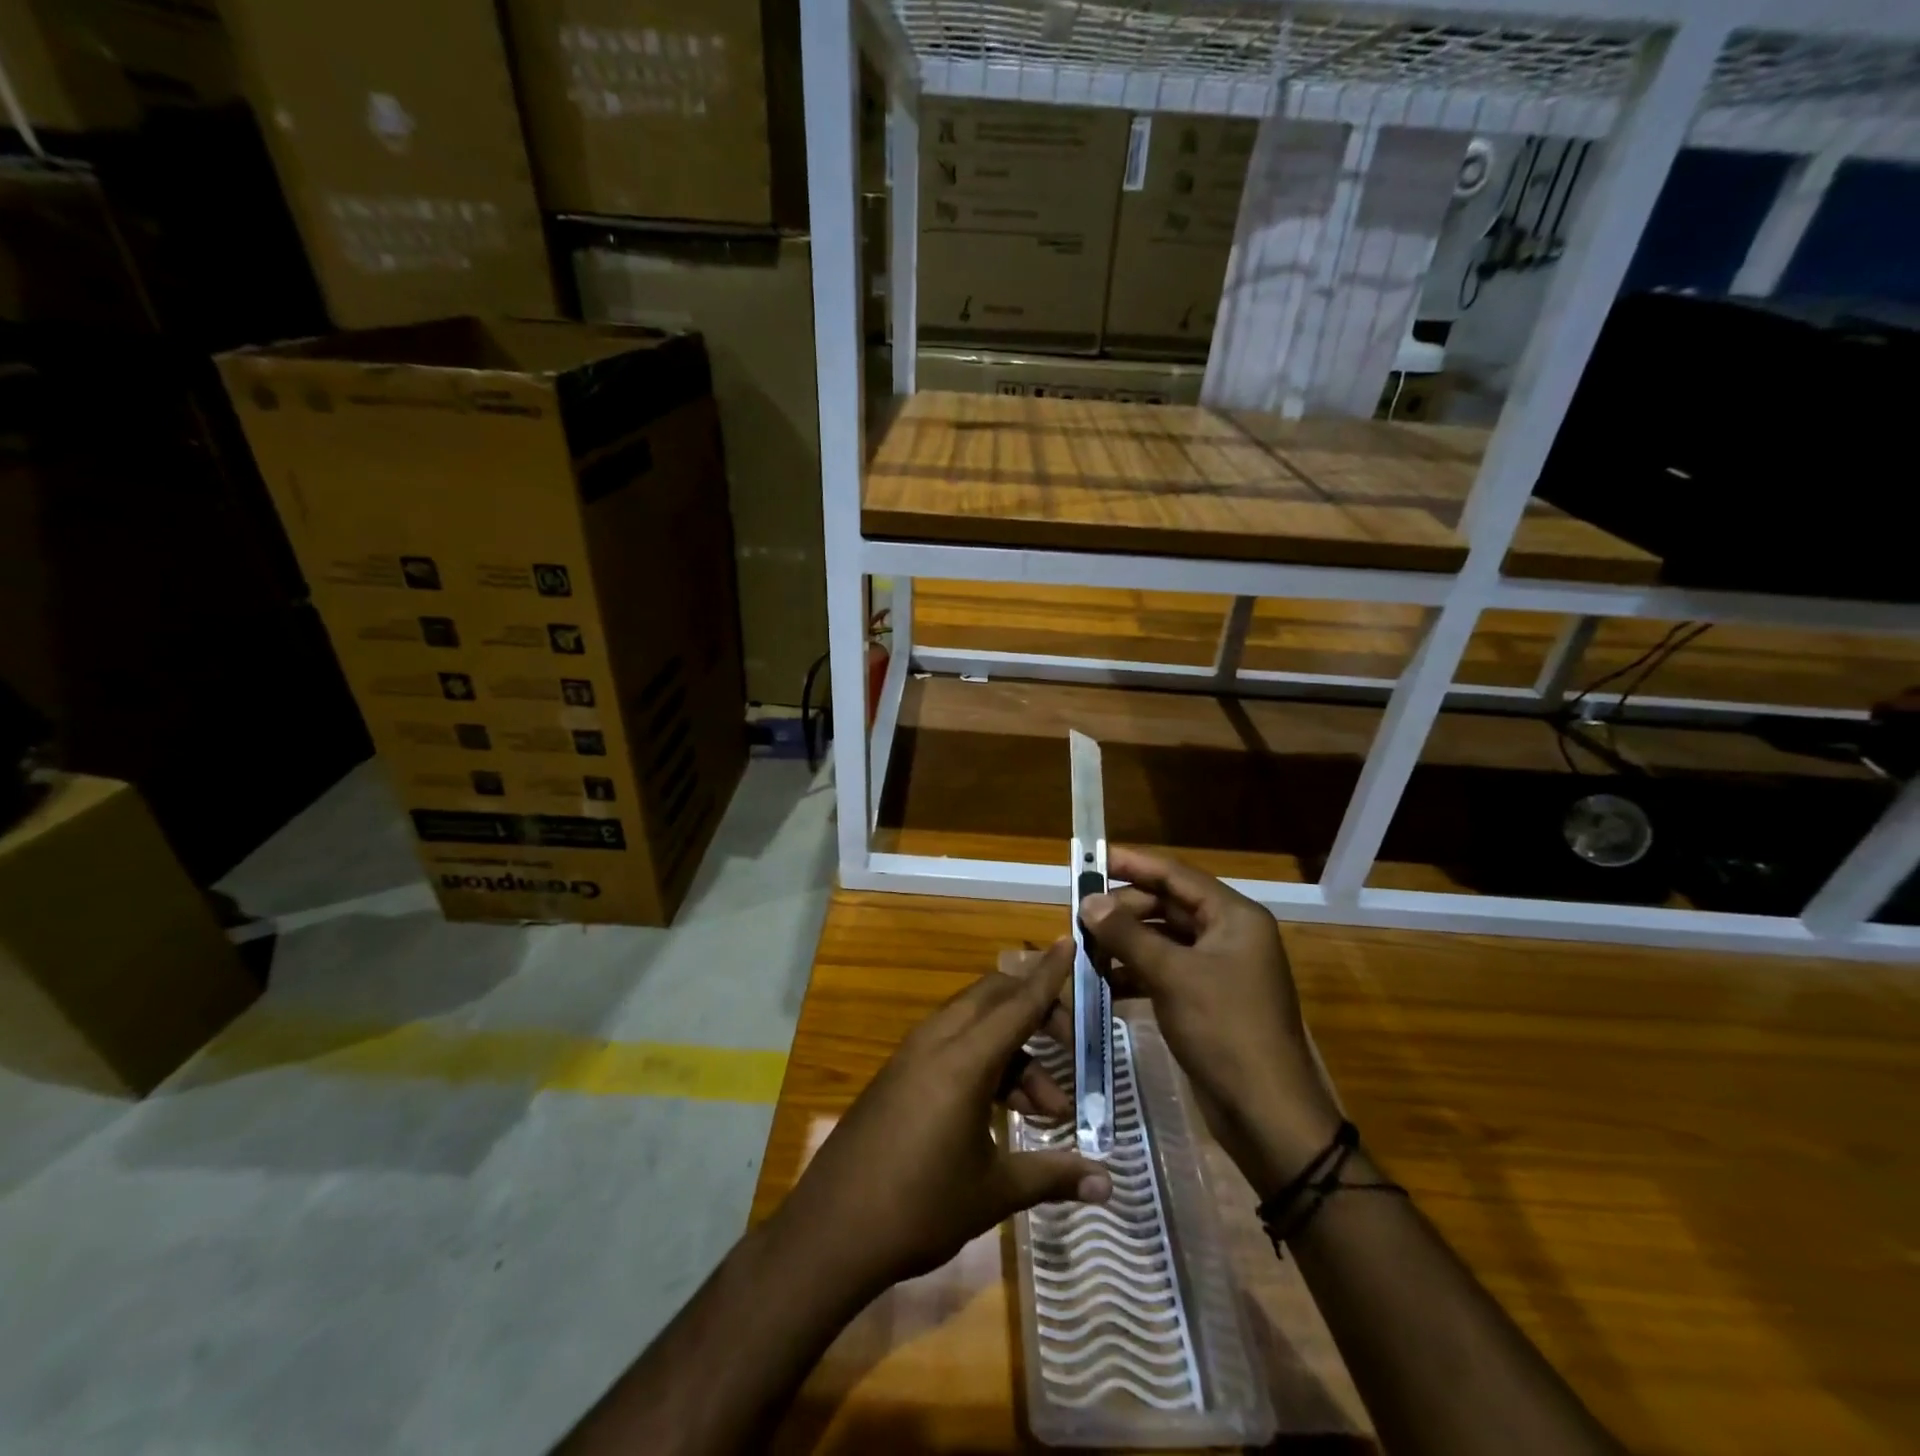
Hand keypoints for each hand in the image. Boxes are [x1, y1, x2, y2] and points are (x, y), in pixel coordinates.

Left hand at [772, 938, 1112, 1299]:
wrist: (830, 1232)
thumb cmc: (918, 1208)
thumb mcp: (993, 1192)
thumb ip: (1052, 1176)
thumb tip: (1109, 1185)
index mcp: (964, 1060)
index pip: (1018, 1003)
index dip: (1049, 974)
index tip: (1070, 942)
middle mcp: (937, 1042)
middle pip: (994, 998)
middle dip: (1036, 1011)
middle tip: (1069, 1046)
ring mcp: (913, 1054)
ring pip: (974, 1025)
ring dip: (1013, 1052)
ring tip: (1046, 1112)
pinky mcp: (899, 1072)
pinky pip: (951, 1045)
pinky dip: (984, 1061)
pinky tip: (1002, 1112)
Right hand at [1080, 847, 1341, 1195]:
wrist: (1265, 1114)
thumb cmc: (1224, 1030)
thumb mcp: (1172, 976)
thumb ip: (1127, 935)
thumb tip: (1089, 901)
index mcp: (1234, 917)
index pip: (1177, 875)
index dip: (1134, 864)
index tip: (1093, 857)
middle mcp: (1229, 934)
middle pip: (1168, 905)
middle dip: (1124, 909)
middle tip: (1080, 913)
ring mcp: (1219, 968)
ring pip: (1163, 939)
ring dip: (1125, 942)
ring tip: (1084, 947)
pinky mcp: (1207, 999)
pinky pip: (1165, 970)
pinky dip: (1135, 972)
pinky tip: (1103, 982)